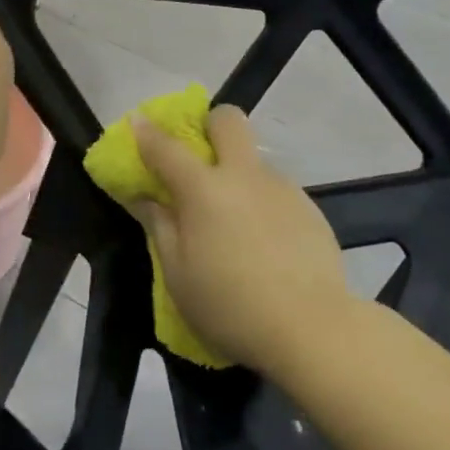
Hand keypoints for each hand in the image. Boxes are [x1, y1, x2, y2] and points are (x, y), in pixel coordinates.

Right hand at [132, 106, 350, 376]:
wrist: (312, 328)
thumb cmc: (230, 306)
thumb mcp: (177, 274)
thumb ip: (159, 227)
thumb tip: (145, 197)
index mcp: (204, 189)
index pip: (167, 147)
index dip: (147, 132)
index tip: (138, 122)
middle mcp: (244, 175)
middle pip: (228, 121)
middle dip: (209, 125)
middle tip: (200, 158)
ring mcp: (282, 188)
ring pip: (254, 160)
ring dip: (238, 174)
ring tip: (235, 223)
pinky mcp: (310, 208)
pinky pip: (276, 191)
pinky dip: (262, 204)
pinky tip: (266, 244)